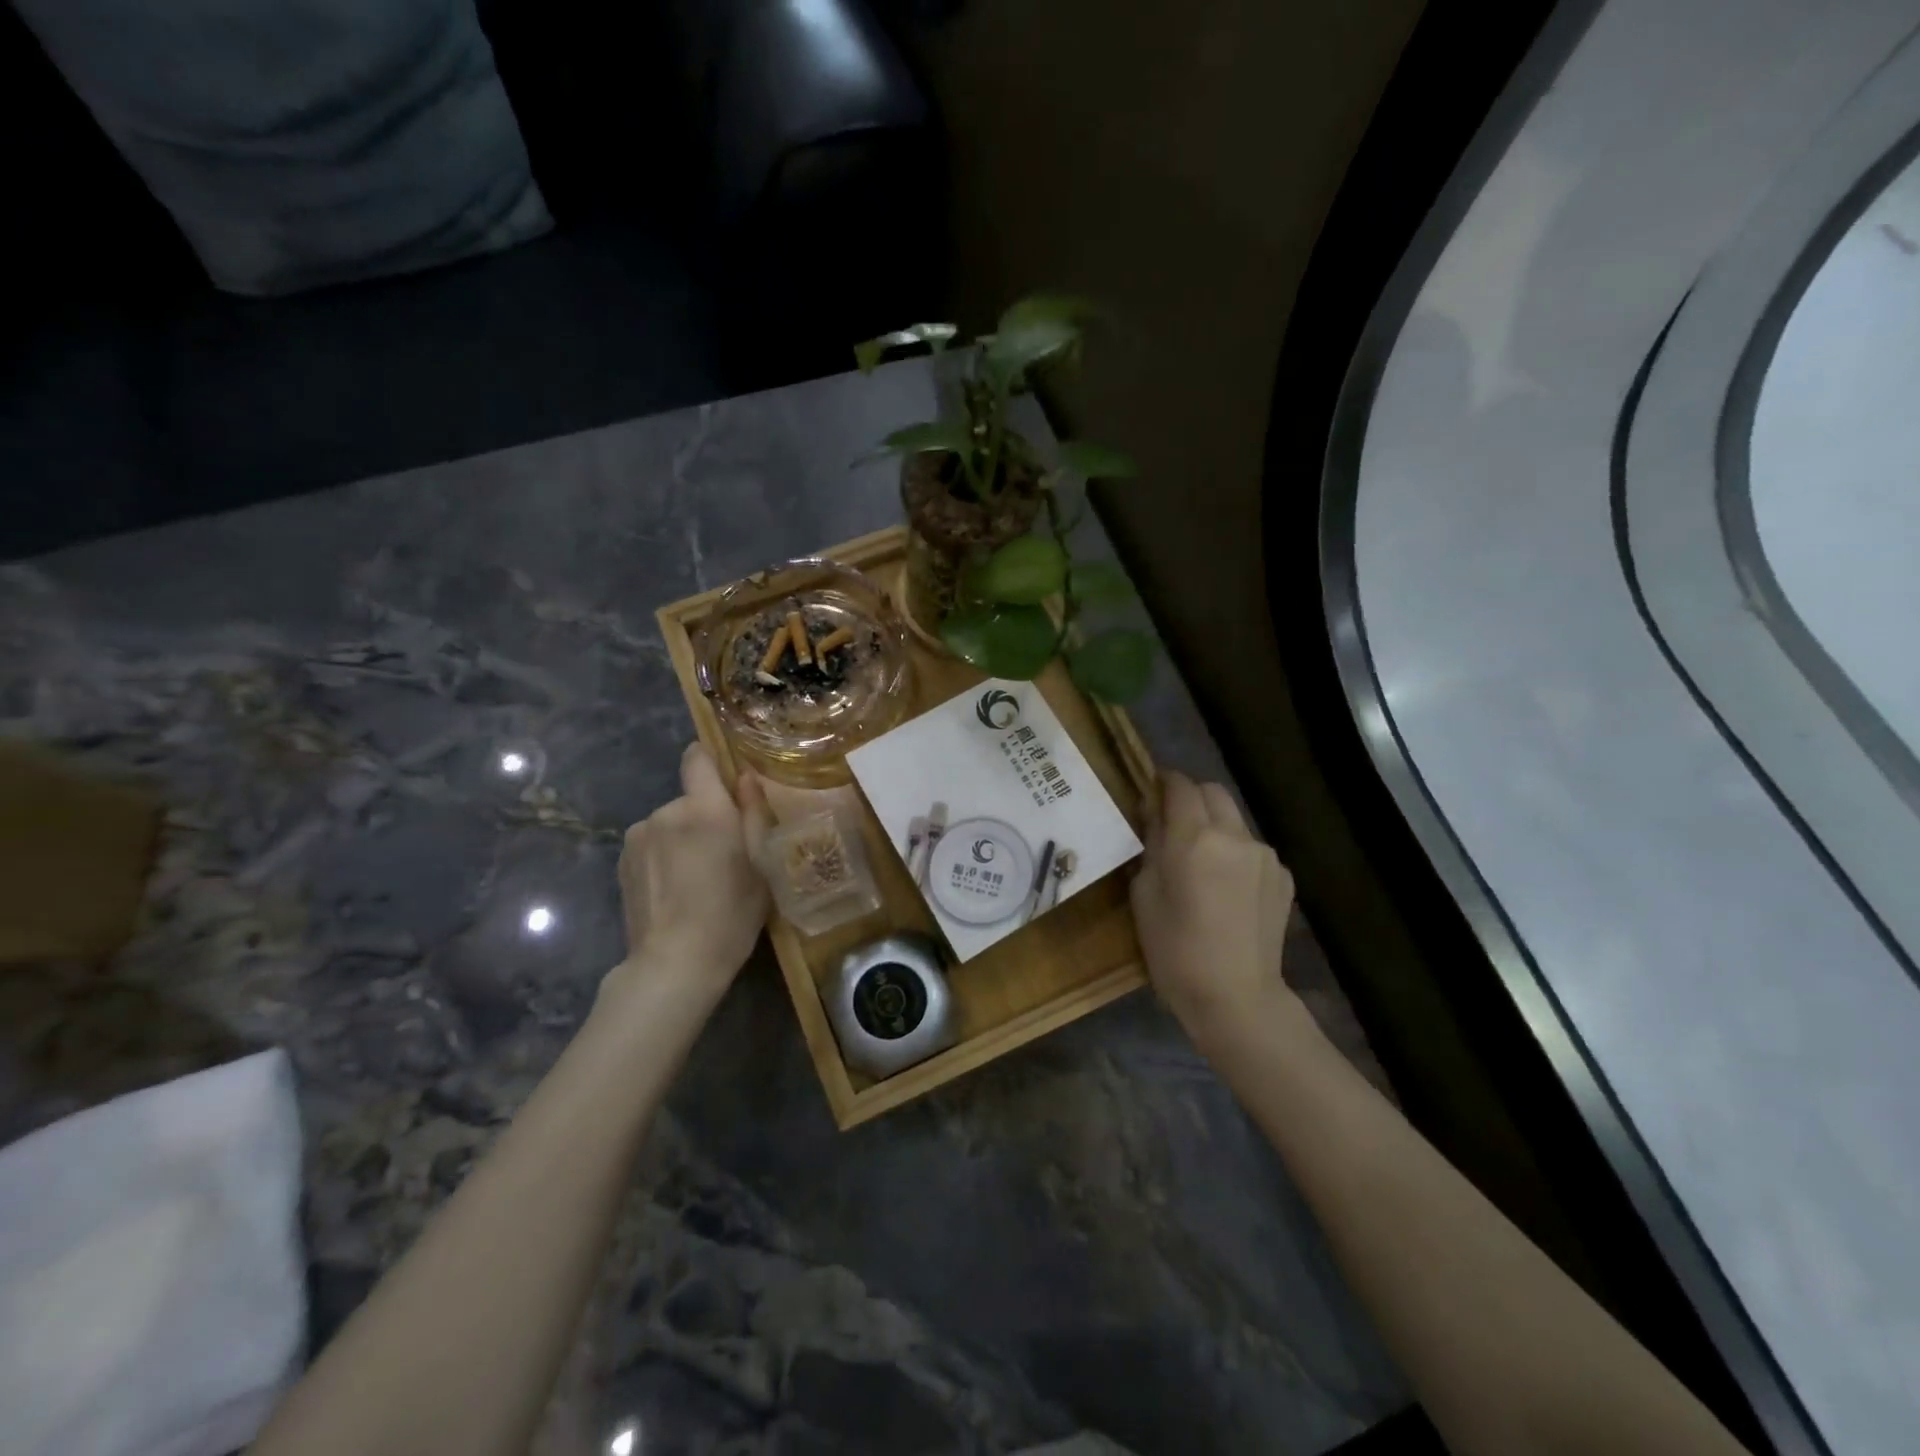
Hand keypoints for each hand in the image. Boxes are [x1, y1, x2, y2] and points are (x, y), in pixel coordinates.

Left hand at [610, 743, 771, 991]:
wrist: (675, 964)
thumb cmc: (731, 913)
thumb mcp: (762, 864)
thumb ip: (755, 813)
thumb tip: (746, 777)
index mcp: (704, 808)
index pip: (697, 757)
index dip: (712, 761)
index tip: (728, 783)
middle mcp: (665, 812)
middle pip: (690, 799)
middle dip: (707, 817)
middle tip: (725, 855)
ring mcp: (638, 836)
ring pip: (670, 824)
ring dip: (684, 839)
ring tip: (698, 878)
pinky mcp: (621, 861)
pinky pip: (652, 844)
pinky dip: (664, 857)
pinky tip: (675, 890)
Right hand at [1130, 771, 1296, 1039]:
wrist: (1236, 997)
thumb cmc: (1174, 950)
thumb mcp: (1144, 894)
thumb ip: (1151, 845)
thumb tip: (1156, 815)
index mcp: (1194, 838)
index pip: (1180, 786)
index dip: (1164, 782)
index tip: (1152, 790)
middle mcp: (1235, 835)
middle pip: (1213, 792)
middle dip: (1191, 798)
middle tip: (1172, 822)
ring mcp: (1265, 855)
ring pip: (1234, 821)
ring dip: (1215, 827)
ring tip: (1201, 862)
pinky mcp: (1283, 877)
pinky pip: (1251, 850)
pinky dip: (1235, 855)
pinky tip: (1226, 889)